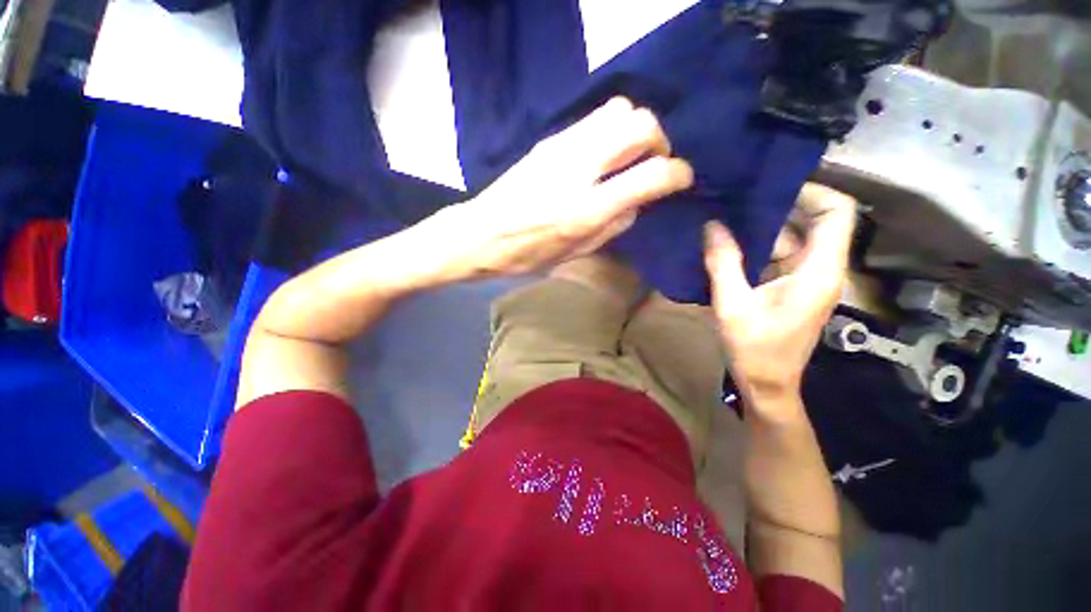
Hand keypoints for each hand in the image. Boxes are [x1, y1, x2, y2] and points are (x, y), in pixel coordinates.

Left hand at [424, 97, 692, 280]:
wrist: (481, 234)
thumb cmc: (527, 254)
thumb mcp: (575, 253)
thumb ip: (613, 226)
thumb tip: (637, 202)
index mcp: (587, 209)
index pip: (651, 175)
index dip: (678, 174)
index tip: (680, 179)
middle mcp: (580, 169)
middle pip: (640, 124)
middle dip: (660, 141)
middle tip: (653, 164)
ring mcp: (562, 147)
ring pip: (619, 109)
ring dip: (635, 129)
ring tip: (629, 156)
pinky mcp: (549, 140)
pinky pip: (594, 117)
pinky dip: (611, 129)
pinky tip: (604, 153)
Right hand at [704, 184, 856, 413]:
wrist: (767, 383)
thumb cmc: (754, 349)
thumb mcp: (732, 305)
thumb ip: (723, 263)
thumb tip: (712, 226)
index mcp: (819, 271)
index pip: (837, 213)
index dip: (811, 192)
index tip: (770, 187)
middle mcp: (822, 269)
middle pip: (815, 221)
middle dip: (780, 206)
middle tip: (740, 196)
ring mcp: (808, 278)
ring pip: (794, 239)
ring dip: (764, 227)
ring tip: (729, 214)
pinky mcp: (793, 286)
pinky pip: (781, 255)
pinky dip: (759, 246)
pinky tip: (730, 242)